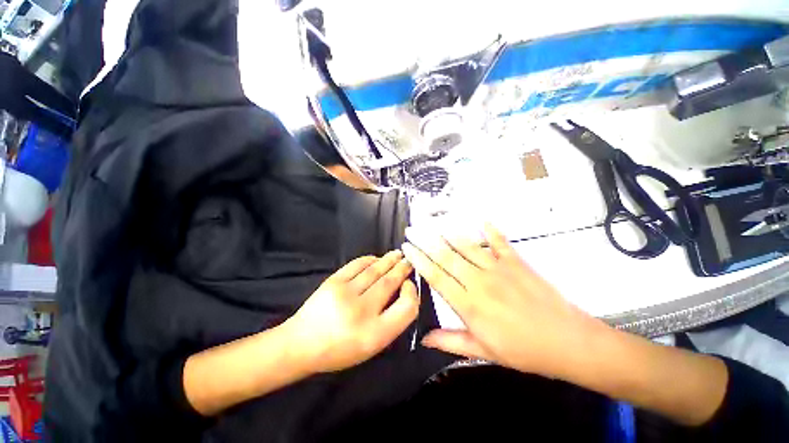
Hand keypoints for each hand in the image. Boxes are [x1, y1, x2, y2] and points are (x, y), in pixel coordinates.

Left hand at [285, 251, 419, 373]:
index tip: (409, 285)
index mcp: (376, 335)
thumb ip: (391, 321)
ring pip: (375, 270)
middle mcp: (363, 312)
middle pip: (390, 283)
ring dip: (389, 260)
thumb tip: (401, 291)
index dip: (412, 293)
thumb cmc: (341, 349)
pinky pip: (357, 264)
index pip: (407, 308)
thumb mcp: (372, 346)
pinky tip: (377, 258)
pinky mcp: (333, 282)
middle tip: (408, 261)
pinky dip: (369, 259)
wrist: (301, 344)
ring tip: (398, 254)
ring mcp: (346, 294)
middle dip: (402, 269)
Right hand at [402, 224, 607, 378]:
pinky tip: (481, 219)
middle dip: (425, 241)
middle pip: (446, 256)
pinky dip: (490, 229)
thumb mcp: (484, 351)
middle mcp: (479, 281)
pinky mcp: (516, 261)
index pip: (436, 276)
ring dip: (448, 233)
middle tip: (412, 229)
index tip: (407, 247)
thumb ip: (451, 342)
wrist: (568, 342)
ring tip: (433, 223)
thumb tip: (424, 338)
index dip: (419, 260)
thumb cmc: (523, 351)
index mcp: (469, 304)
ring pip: (466, 245)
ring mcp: (498, 268)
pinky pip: (499, 241)